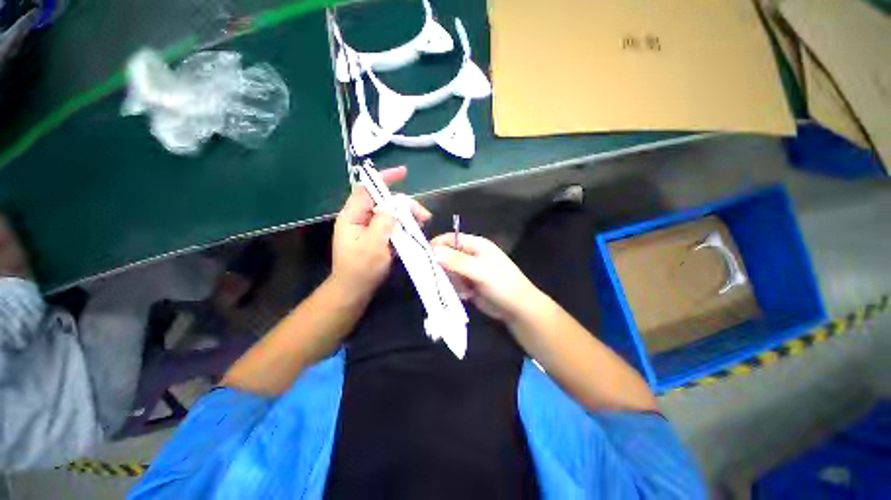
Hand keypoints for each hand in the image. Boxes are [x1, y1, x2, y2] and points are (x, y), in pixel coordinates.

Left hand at [331, 166, 430, 299]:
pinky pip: (392, 226)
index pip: (367, 189)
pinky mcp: (377, 237)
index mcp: (353, 216)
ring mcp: (369, 228)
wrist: (354, 291)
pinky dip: (404, 226)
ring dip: (408, 216)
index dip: (384, 178)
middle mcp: (361, 218)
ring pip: (391, 214)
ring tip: (423, 224)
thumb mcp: (373, 244)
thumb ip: (385, 222)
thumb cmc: (361, 269)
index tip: (404, 173)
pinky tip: (415, 232)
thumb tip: (397, 205)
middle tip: (425, 216)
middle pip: (384, 202)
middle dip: (405, 205)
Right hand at [431, 233, 543, 323]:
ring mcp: (469, 271)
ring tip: (463, 289)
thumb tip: (433, 251)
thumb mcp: (480, 270)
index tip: (425, 258)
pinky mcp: (469, 284)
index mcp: (476, 245)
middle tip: (444, 278)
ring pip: (449, 271)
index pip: (450, 239)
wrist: (518, 309)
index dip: (437, 245)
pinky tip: (467, 295)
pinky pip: (454, 283)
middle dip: (444, 267)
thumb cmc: (502, 284)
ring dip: (452, 281)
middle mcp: (471, 255)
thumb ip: (456, 261)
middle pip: (447, 255)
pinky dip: (456, 289)